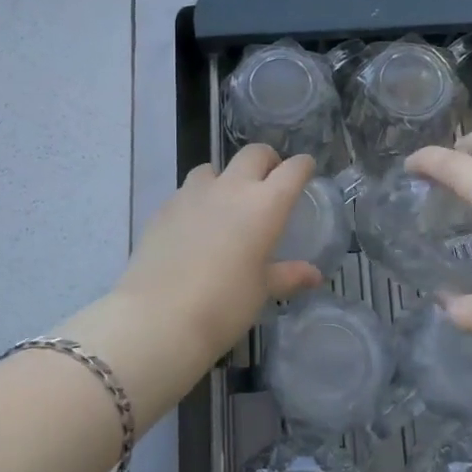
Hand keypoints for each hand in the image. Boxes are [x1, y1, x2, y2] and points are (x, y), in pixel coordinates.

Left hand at [112, 145, 321, 363]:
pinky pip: (186, 192)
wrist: (158, 317)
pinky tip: (194, 227)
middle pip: (254, 153)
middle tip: (270, 181)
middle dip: (267, 160)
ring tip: (226, 204)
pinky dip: (197, 200)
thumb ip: (288, 275)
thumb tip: (313, 275)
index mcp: (265, 205)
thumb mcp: (262, 290)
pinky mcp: (164, 207)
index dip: (303, 166)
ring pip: (214, 168)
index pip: (293, 170)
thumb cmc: (225, 305)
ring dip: (226, 178)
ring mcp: (193, 194)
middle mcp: (231, 188)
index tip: (306, 171)